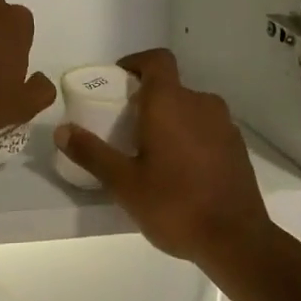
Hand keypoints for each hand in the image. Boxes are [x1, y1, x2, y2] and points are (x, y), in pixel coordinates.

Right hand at [54, 48, 272, 266]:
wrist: (237, 240)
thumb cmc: (175, 204)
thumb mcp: (124, 183)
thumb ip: (92, 153)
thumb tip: (62, 129)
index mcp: (170, 101)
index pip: (157, 59)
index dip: (137, 62)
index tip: (120, 79)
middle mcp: (200, 102)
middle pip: (171, 86)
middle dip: (148, 99)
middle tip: (128, 126)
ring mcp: (224, 124)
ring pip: (191, 108)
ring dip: (172, 119)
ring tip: (153, 151)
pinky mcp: (238, 147)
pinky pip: (208, 128)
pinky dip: (192, 137)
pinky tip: (182, 170)